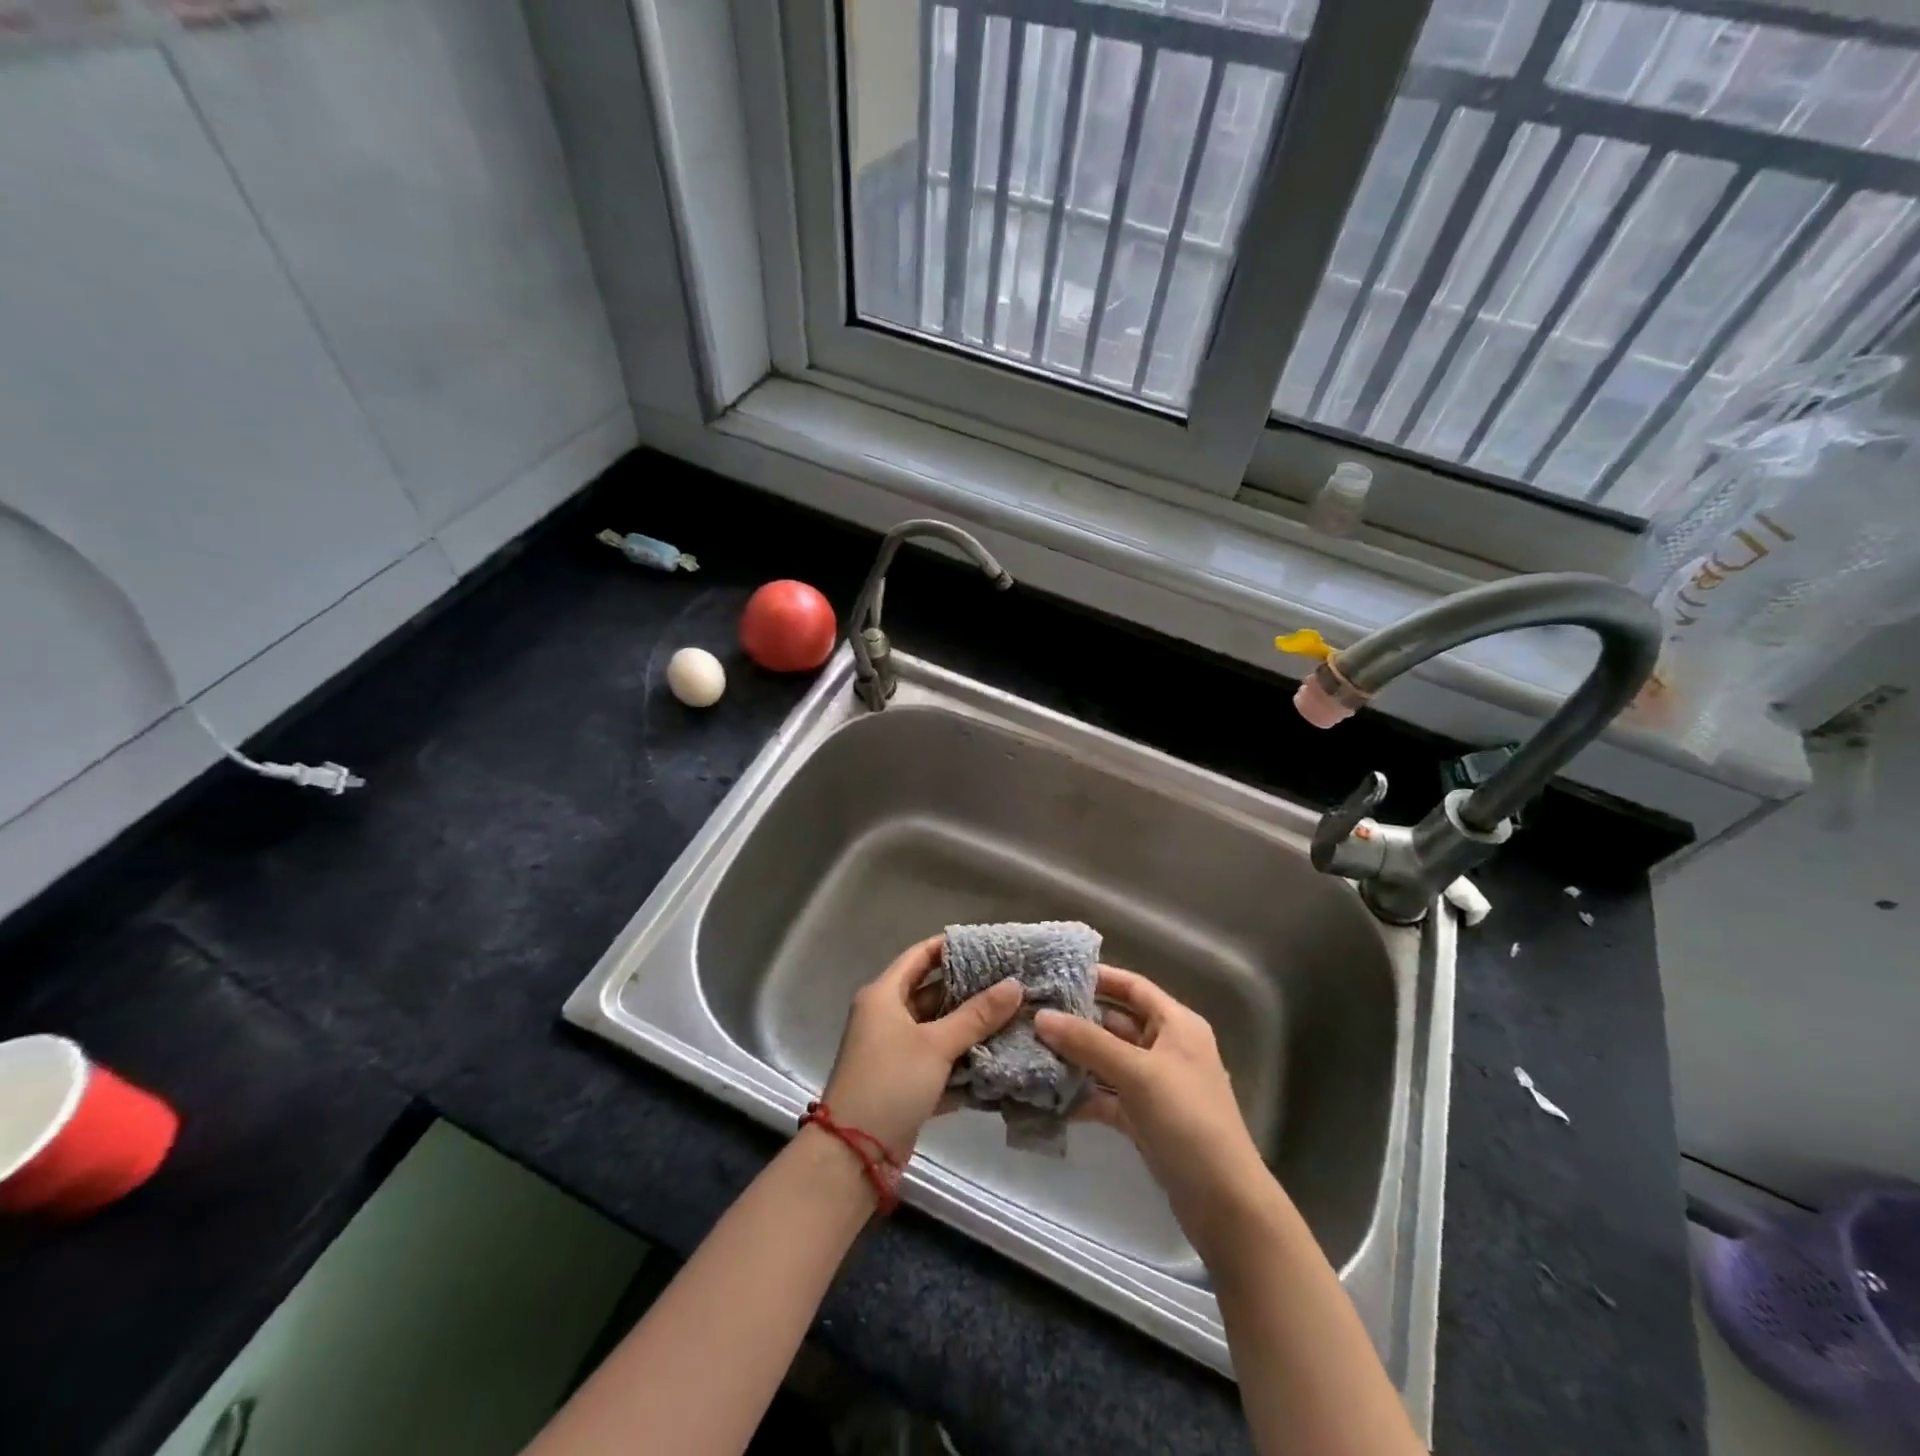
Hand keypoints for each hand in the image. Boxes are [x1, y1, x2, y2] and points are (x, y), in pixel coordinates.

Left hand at [820, 936, 1023, 1158]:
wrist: (855, 1153)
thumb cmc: (890, 1081)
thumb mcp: (936, 1045)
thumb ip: (977, 1015)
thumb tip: (1015, 985)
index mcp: (884, 995)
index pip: (920, 956)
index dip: (951, 947)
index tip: (989, 945)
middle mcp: (886, 1017)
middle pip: (932, 992)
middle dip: (969, 990)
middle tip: (1011, 982)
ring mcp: (895, 1051)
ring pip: (938, 1029)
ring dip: (970, 1027)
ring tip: (1013, 1016)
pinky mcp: (905, 1082)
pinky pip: (939, 1062)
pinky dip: (963, 1061)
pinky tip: (998, 1058)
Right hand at [1035, 966, 1274, 1259]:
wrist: (1224, 1203)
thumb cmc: (1188, 1120)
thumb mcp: (1138, 1073)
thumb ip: (1088, 1042)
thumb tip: (1041, 1016)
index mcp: (1177, 1025)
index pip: (1134, 987)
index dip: (1100, 977)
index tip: (1056, 973)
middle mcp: (1166, 1048)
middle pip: (1116, 1022)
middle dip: (1077, 1019)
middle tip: (1032, 1013)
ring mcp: (1155, 1085)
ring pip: (1108, 1060)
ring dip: (1075, 1057)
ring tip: (1031, 1049)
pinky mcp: (1144, 1118)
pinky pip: (1107, 1095)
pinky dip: (1083, 1094)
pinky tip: (1048, 1094)